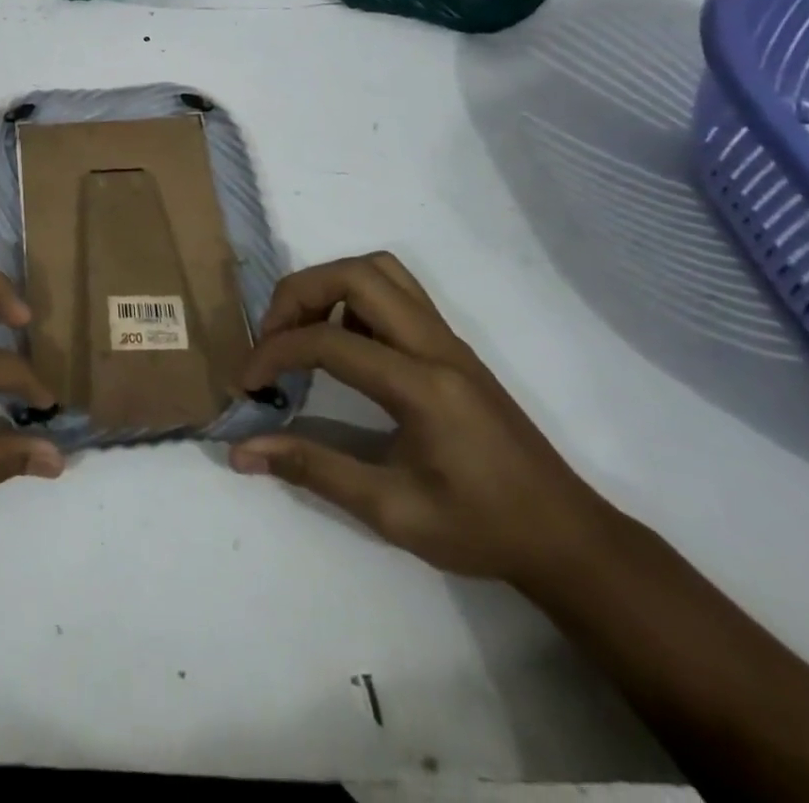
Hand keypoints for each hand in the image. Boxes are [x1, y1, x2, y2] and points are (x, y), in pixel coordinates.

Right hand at [230, 253, 616, 588]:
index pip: (329, 340)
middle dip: (298, 294)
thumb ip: (314, 470)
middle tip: (272, 337)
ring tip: (304, 330)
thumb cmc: (481, 529)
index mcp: (422, 386)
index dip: (274, 353)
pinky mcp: (451, 344)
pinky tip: (345, 342)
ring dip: (329, 285)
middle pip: (355, 274)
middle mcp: (435, 345)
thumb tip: (242, 451)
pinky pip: (397, 290)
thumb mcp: (392, 512)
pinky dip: (355, 296)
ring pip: (379, 269)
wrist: (566, 537)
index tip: (247, 383)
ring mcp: (448, 338)